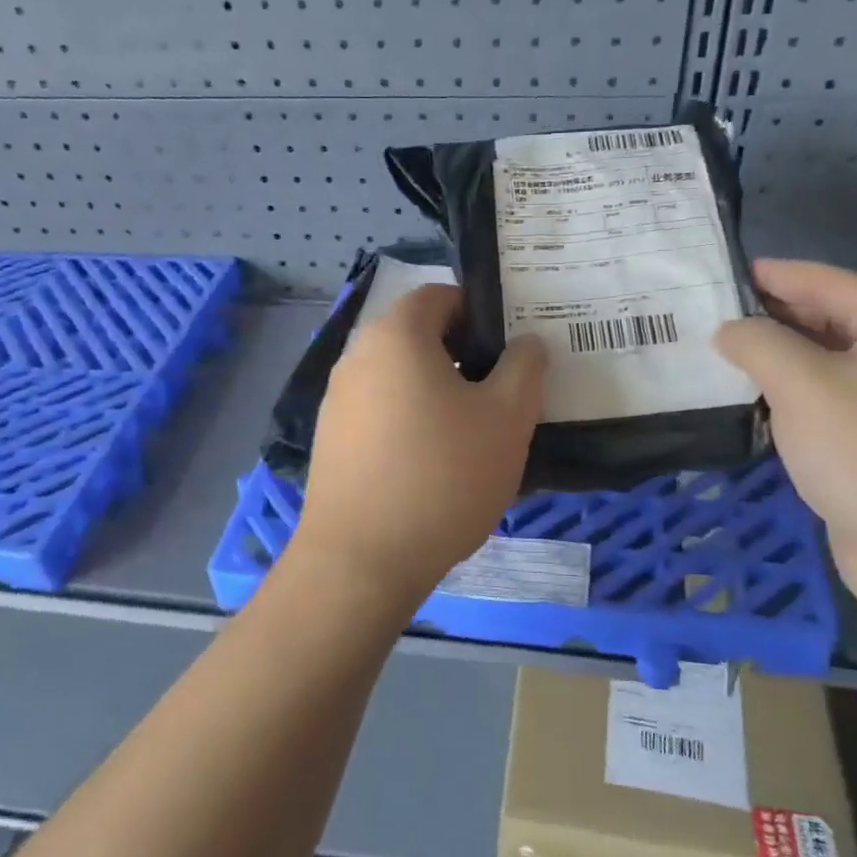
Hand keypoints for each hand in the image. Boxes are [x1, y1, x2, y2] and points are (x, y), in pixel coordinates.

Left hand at [292, 285, 546, 614]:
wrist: (362, 560)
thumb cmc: (443, 476)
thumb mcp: (507, 419)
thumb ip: (525, 368)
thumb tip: (526, 344)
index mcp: (397, 335)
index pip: (440, 296)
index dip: (481, 313)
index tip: (510, 350)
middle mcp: (358, 356)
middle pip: (418, 337)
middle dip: (464, 356)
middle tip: (501, 394)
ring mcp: (338, 399)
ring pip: (400, 378)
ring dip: (438, 392)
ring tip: (473, 435)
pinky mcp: (331, 439)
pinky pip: (381, 412)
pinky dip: (410, 422)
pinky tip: (434, 466)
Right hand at [715, 260, 856, 624]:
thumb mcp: (801, 384)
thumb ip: (757, 343)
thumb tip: (729, 330)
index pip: (826, 281)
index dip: (773, 274)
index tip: (723, 273)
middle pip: (828, 320)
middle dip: (771, 318)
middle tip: (710, 317)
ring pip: (826, 367)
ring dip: (777, 362)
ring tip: (721, 359)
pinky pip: (829, 407)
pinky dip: (792, 401)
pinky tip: (755, 408)